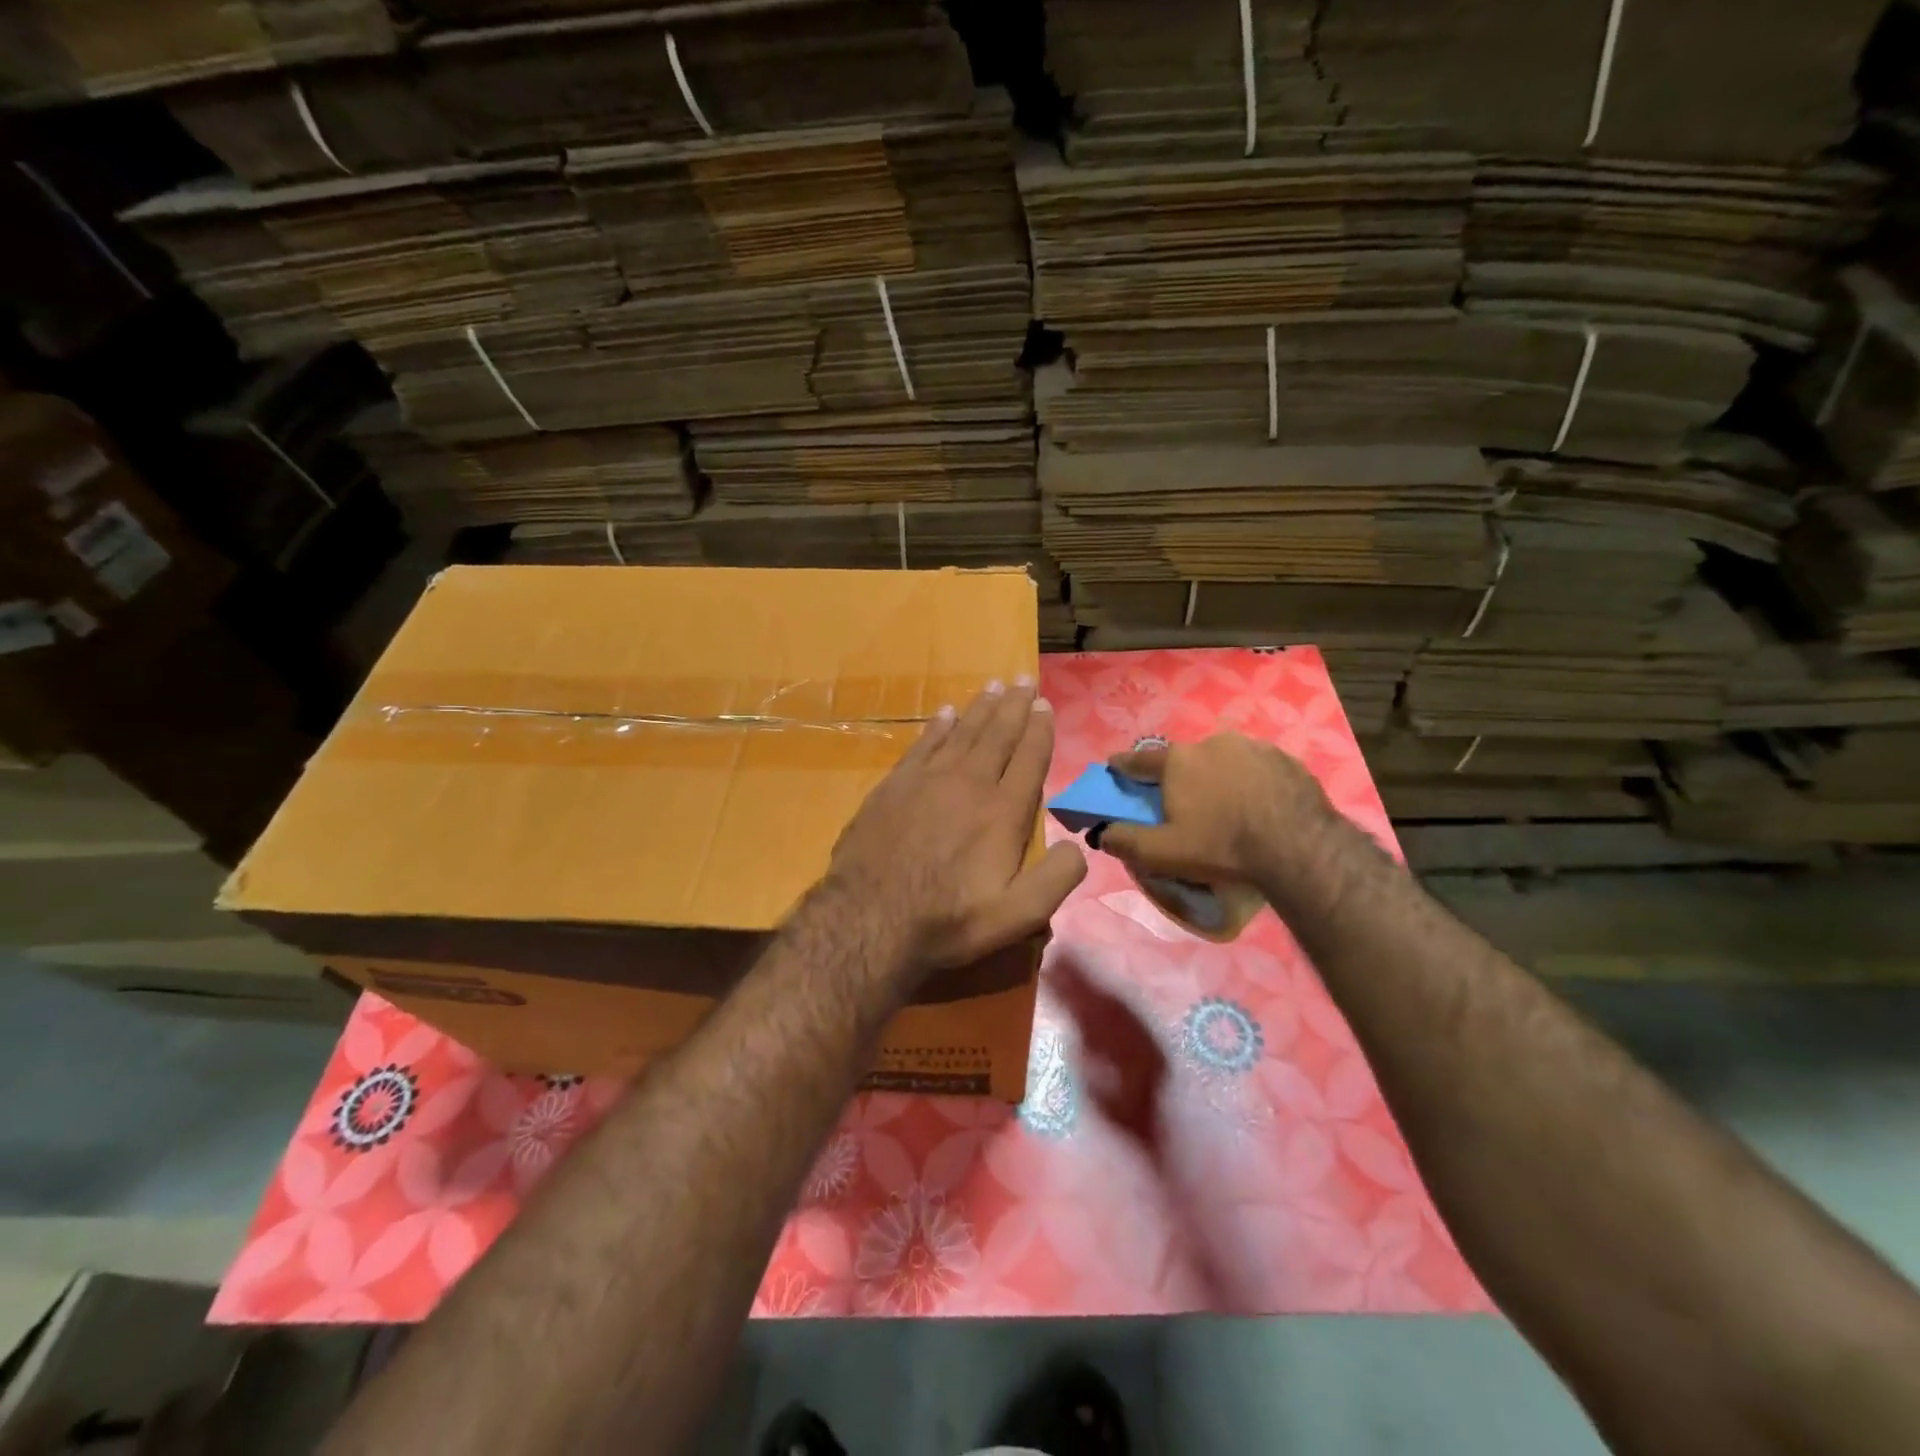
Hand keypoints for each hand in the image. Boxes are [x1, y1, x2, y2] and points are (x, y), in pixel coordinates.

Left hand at [826, 678, 1087, 982]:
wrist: (870, 918)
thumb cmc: (948, 920)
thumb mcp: (1017, 916)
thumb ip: (1056, 879)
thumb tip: (1078, 847)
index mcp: (1003, 813)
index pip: (1029, 759)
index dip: (1040, 730)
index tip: (1045, 705)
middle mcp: (969, 784)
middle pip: (997, 735)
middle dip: (1014, 706)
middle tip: (1024, 680)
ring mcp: (928, 780)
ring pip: (961, 732)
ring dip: (980, 708)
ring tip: (994, 686)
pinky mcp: (894, 785)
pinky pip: (923, 744)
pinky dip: (938, 726)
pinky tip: (945, 713)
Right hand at [1099, 734, 1336, 888]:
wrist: (1299, 847)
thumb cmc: (1221, 846)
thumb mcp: (1164, 853)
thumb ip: (1126, 841)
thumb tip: (1101, 833)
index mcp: (1178, 761)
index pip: (1140, 760)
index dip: (1124, 766)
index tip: (1114, 768)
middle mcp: (1212, 743)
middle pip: (1185, 760)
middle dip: (1180, 777)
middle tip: (1185, 803)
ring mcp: (1253, 747)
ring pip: (1224, 760)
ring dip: (1219, 777)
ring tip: (1226, 806)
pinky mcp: (1286, 759)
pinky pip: (1257, 768)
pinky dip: (1251, 782)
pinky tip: (1258, 805)